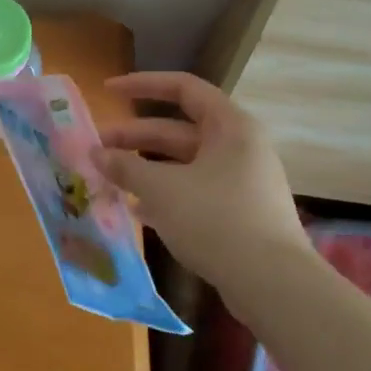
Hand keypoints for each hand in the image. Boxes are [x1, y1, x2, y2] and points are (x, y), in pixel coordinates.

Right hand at [91, 71, 307, 284]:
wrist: (273, 286)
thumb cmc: (216, 220)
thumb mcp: (162, 189)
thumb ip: (125, 166)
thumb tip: (96, 153)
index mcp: (229, 126)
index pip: (183, 88)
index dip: (142, 84)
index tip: (108, 91)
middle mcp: (238, 147)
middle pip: (178, 130)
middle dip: (134, 137)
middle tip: (96, 148)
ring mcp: (241, 182)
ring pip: (183, 164)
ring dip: (145, 169)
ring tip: (109, 179)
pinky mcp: (239, 214)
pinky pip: (194, 192)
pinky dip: (164, 196)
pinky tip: (136, 211)